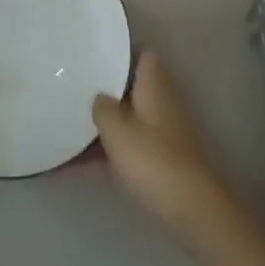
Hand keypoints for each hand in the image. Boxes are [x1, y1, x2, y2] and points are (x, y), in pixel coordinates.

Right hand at [93, 51, 241, 254]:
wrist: (193, 209)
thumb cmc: (153, 160)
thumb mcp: (117, 130)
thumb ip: (102, 107)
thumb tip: (99, 96)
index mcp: (154, 87)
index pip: (143, 57)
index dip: (121, 56)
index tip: (95, 59)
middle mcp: (163, 103)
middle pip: (133, 89)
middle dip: (107, 93)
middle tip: (76, 95)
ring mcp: (166, 133)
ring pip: (130, 120)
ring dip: (106, 126)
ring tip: (71, 130)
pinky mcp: (165, 160)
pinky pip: (132, 146)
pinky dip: (112, 151)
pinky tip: (82, 165)